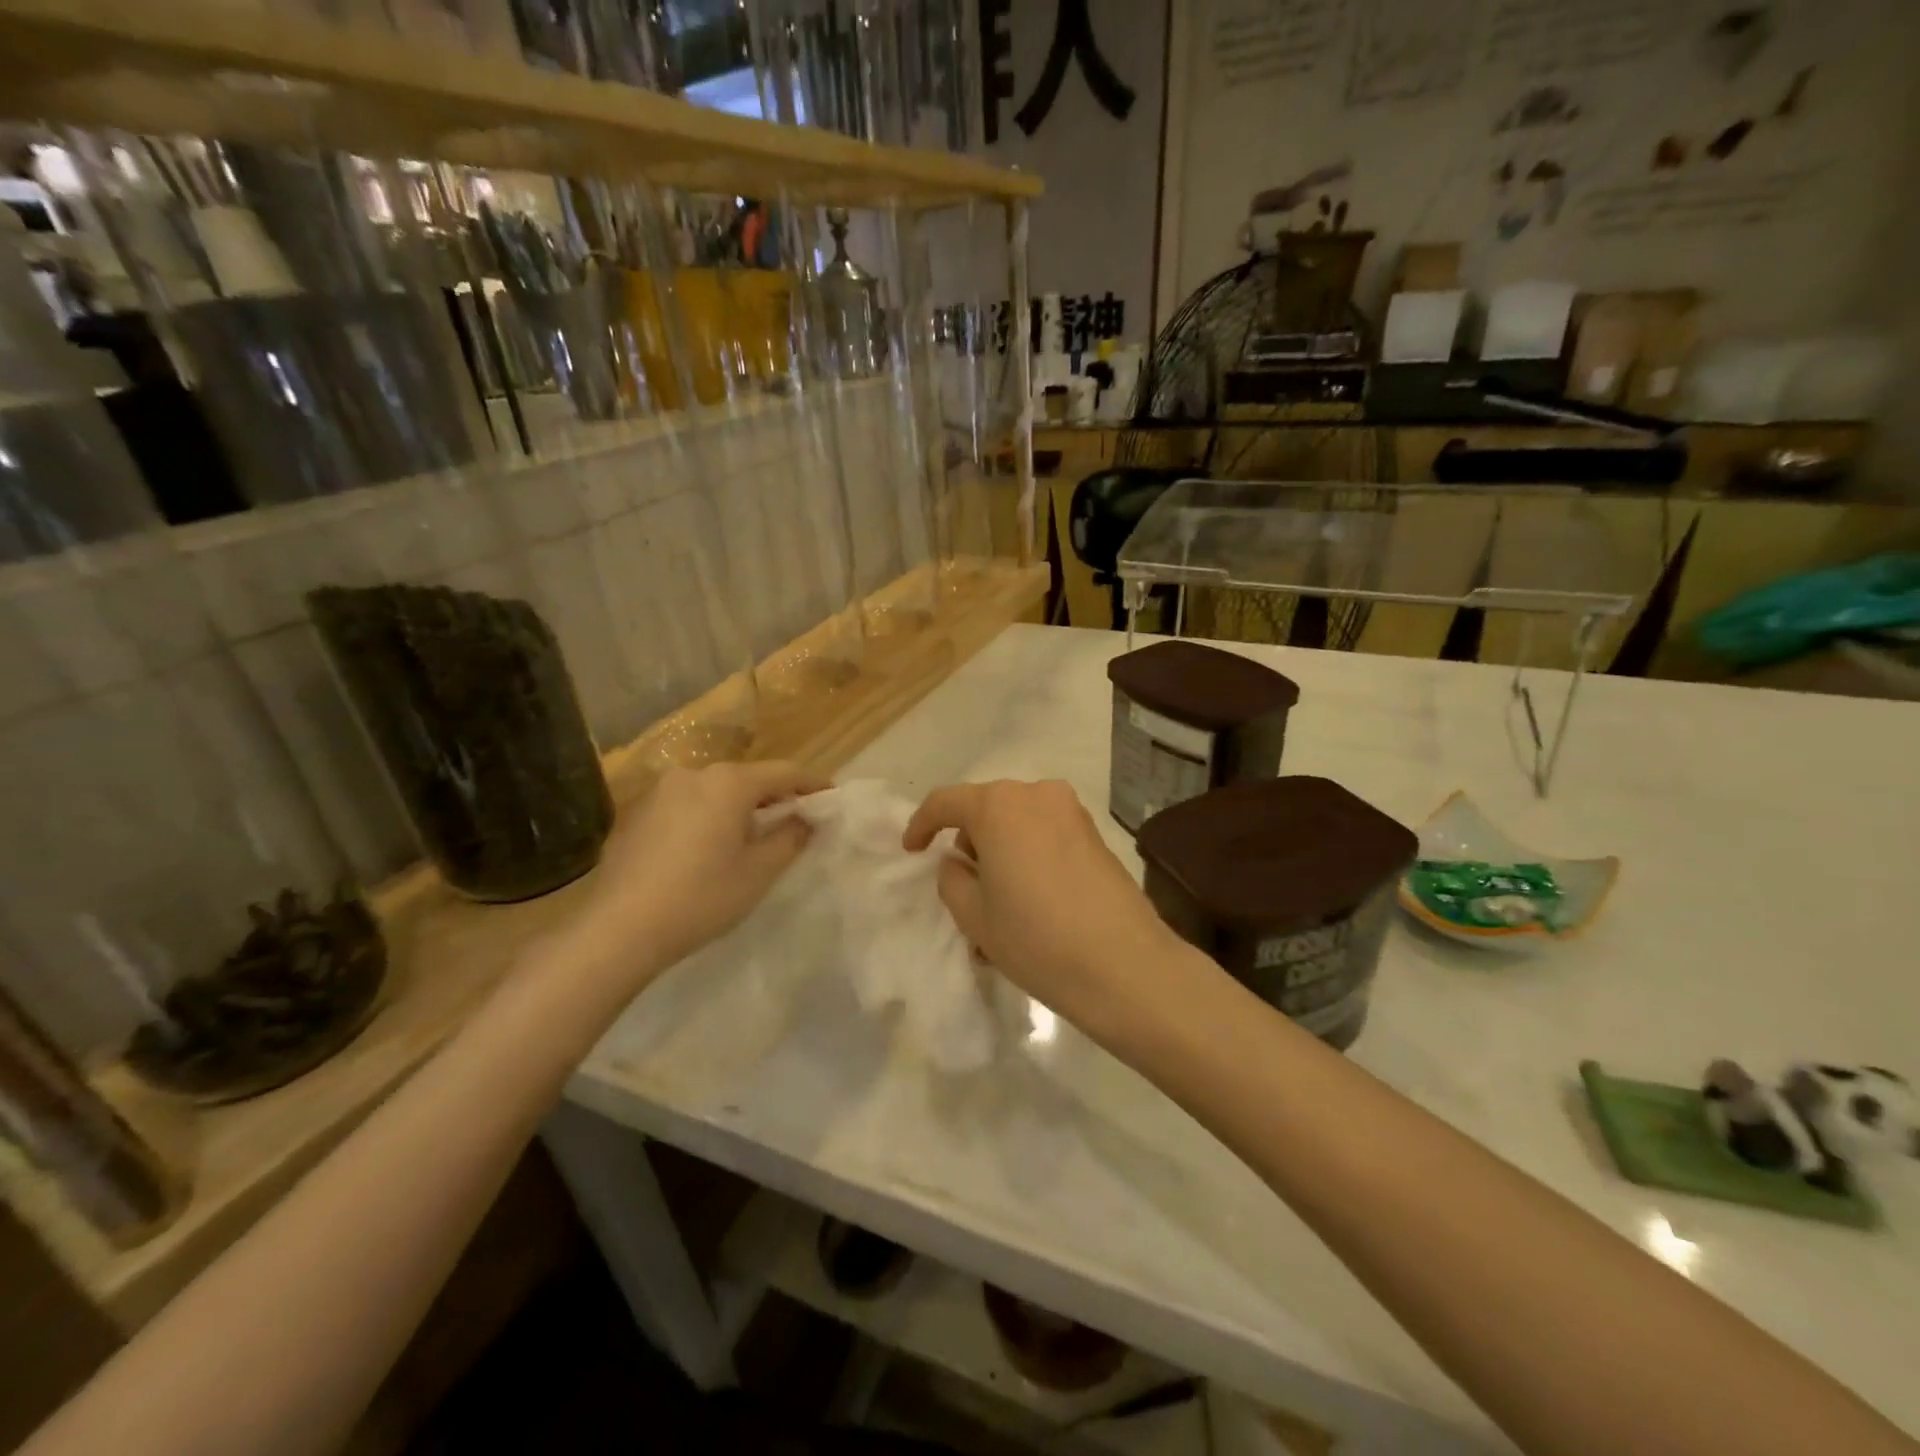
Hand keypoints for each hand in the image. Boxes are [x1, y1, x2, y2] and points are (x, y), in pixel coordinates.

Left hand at [571, 760, 827, 983]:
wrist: (619, 929)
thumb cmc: (701, 897)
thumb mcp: (759, 872)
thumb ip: (790, 837)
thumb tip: (806, 818)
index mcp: (728, 783)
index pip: (784, 773)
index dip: (811, 784)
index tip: (831, 797)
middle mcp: (694, 774)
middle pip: (747, 778)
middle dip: (774, 797)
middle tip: (795, 820)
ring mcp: (661, 792)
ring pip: (715, 791)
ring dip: (739, 807)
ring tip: (752, 837)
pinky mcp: (639, 813)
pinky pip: (688, 805)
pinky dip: (708, 817)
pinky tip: (709, 848)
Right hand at [903, 779, 1191, 1043]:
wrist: (1124, 965)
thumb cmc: (1036, 938)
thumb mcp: (974, 915)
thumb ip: (952, 878)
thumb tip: (959, 862)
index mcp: (998, 805)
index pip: (945, 802)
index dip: (921, 825)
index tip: (912, 851)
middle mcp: (1036, 794)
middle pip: (986, 809)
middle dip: (968, 843)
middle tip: (964, 890)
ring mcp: (1072, 812)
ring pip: (1018, 824)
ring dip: (1000, 853)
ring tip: (1000, 906)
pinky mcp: (1096, 834)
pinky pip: (1046, 835)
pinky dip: (1029, 857)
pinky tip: (1032, 903)